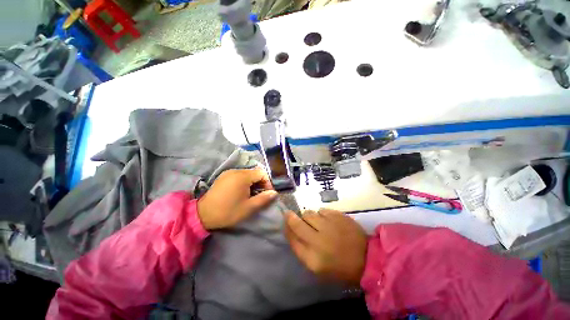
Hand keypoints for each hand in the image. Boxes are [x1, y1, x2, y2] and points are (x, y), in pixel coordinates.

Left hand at [197, 168, 276, 229]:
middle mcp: (235, 171)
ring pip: (247, 173)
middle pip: (254, 172)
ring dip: (252, 182)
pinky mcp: (223, 176)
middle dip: (260, 183)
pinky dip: (244, 182)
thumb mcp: (249, 208)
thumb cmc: (228, 211)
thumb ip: (264, 199)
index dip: (267, 182)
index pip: (262, 173)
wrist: (203, 215)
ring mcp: (228, 172)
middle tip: (258, 195)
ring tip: (250, 195)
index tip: (266, 193)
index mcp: (242, 176)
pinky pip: (239, 175)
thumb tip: (274, 193)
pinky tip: (240, 192)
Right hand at [284, 209, 367, 286]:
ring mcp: (329, 226)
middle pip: (297, 223)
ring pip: (309, 213)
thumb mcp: (317, 267)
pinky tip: (326, 220)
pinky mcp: (338, 216)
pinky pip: (321, 210)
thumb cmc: (340, 267)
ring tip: (314, 221)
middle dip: (291, 217)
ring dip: (308, 217)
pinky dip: (321, 214)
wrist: (367, 258)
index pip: (292, 238)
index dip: (287, 227)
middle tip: (291, 214)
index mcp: (312, 258)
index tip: (285, 222)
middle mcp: (318, 240)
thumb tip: (290, 229)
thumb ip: (301, 248)